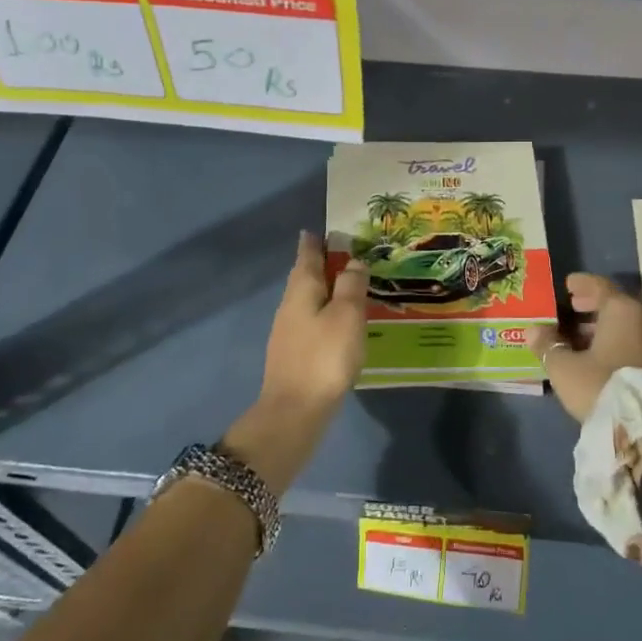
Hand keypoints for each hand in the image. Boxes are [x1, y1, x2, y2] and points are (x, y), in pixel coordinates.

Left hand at [225, 234, 367, 493]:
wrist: (295, 410)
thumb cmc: (325, 356)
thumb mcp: (346, 315)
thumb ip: (351, 285)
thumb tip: (353, 261)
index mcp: (301, 290)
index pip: (307, 257)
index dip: (314, 243)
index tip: (321, 230)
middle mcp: (289, 306)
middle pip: (303, 277)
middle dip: (318, 264)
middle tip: (338, 253)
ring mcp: (288, 332)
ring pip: (305, 300)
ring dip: (322, 289)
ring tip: (343, 285)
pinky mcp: (293, 354)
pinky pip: (309, 321)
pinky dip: (322, 312)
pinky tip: (336, 322)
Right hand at [526, 273, 641, 424]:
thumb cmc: (602, 386)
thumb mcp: (565, 367)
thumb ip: (548, 345)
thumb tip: (532, 330)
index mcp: (621, 310)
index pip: (599, 286)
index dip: (581, 284)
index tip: (568, 284)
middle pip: (615, 305)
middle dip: (592, 306)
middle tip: (572, 308)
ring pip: (626, 325)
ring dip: (603, 326)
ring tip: (580, 336)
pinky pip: (634, 342)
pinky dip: (616, 342)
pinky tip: (599, 356)